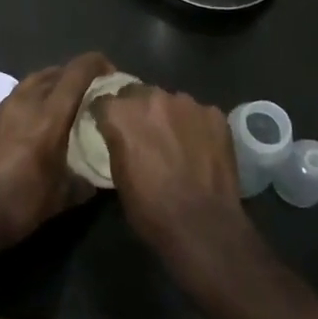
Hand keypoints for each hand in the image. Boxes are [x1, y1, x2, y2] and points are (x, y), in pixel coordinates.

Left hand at [0, 52, 112, 255]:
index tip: (111, 72)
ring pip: (32, 81)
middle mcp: (25, 102)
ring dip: (52, 84)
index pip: (77, 73)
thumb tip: (97, 178)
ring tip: (65, 102)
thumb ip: (83, 182)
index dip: (97, 64)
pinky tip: (35, 122)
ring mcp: (2, 108)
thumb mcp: (60, 198)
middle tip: (90, 90)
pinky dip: (32, 99)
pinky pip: (16, 97)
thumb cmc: (18, 205)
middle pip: (54, 72)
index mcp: (49, 116)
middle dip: (75, 74)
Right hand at [93, 85, 250, 264]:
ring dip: (167, 116)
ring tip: (175, 141)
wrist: (203, 225)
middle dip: (136, 109)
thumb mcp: (118, 177)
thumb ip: (117, 144)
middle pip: (137, 93)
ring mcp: (187, 103)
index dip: (105, 115)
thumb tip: (120, 136)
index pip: (103, 101)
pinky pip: (198, 114)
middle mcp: (152, 98)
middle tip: (143, 133)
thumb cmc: (151, 209)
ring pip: (170, 101)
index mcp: (122, 114)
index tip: (108, 127)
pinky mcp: (214, 114)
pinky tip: (200, 149)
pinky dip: (195, 126)